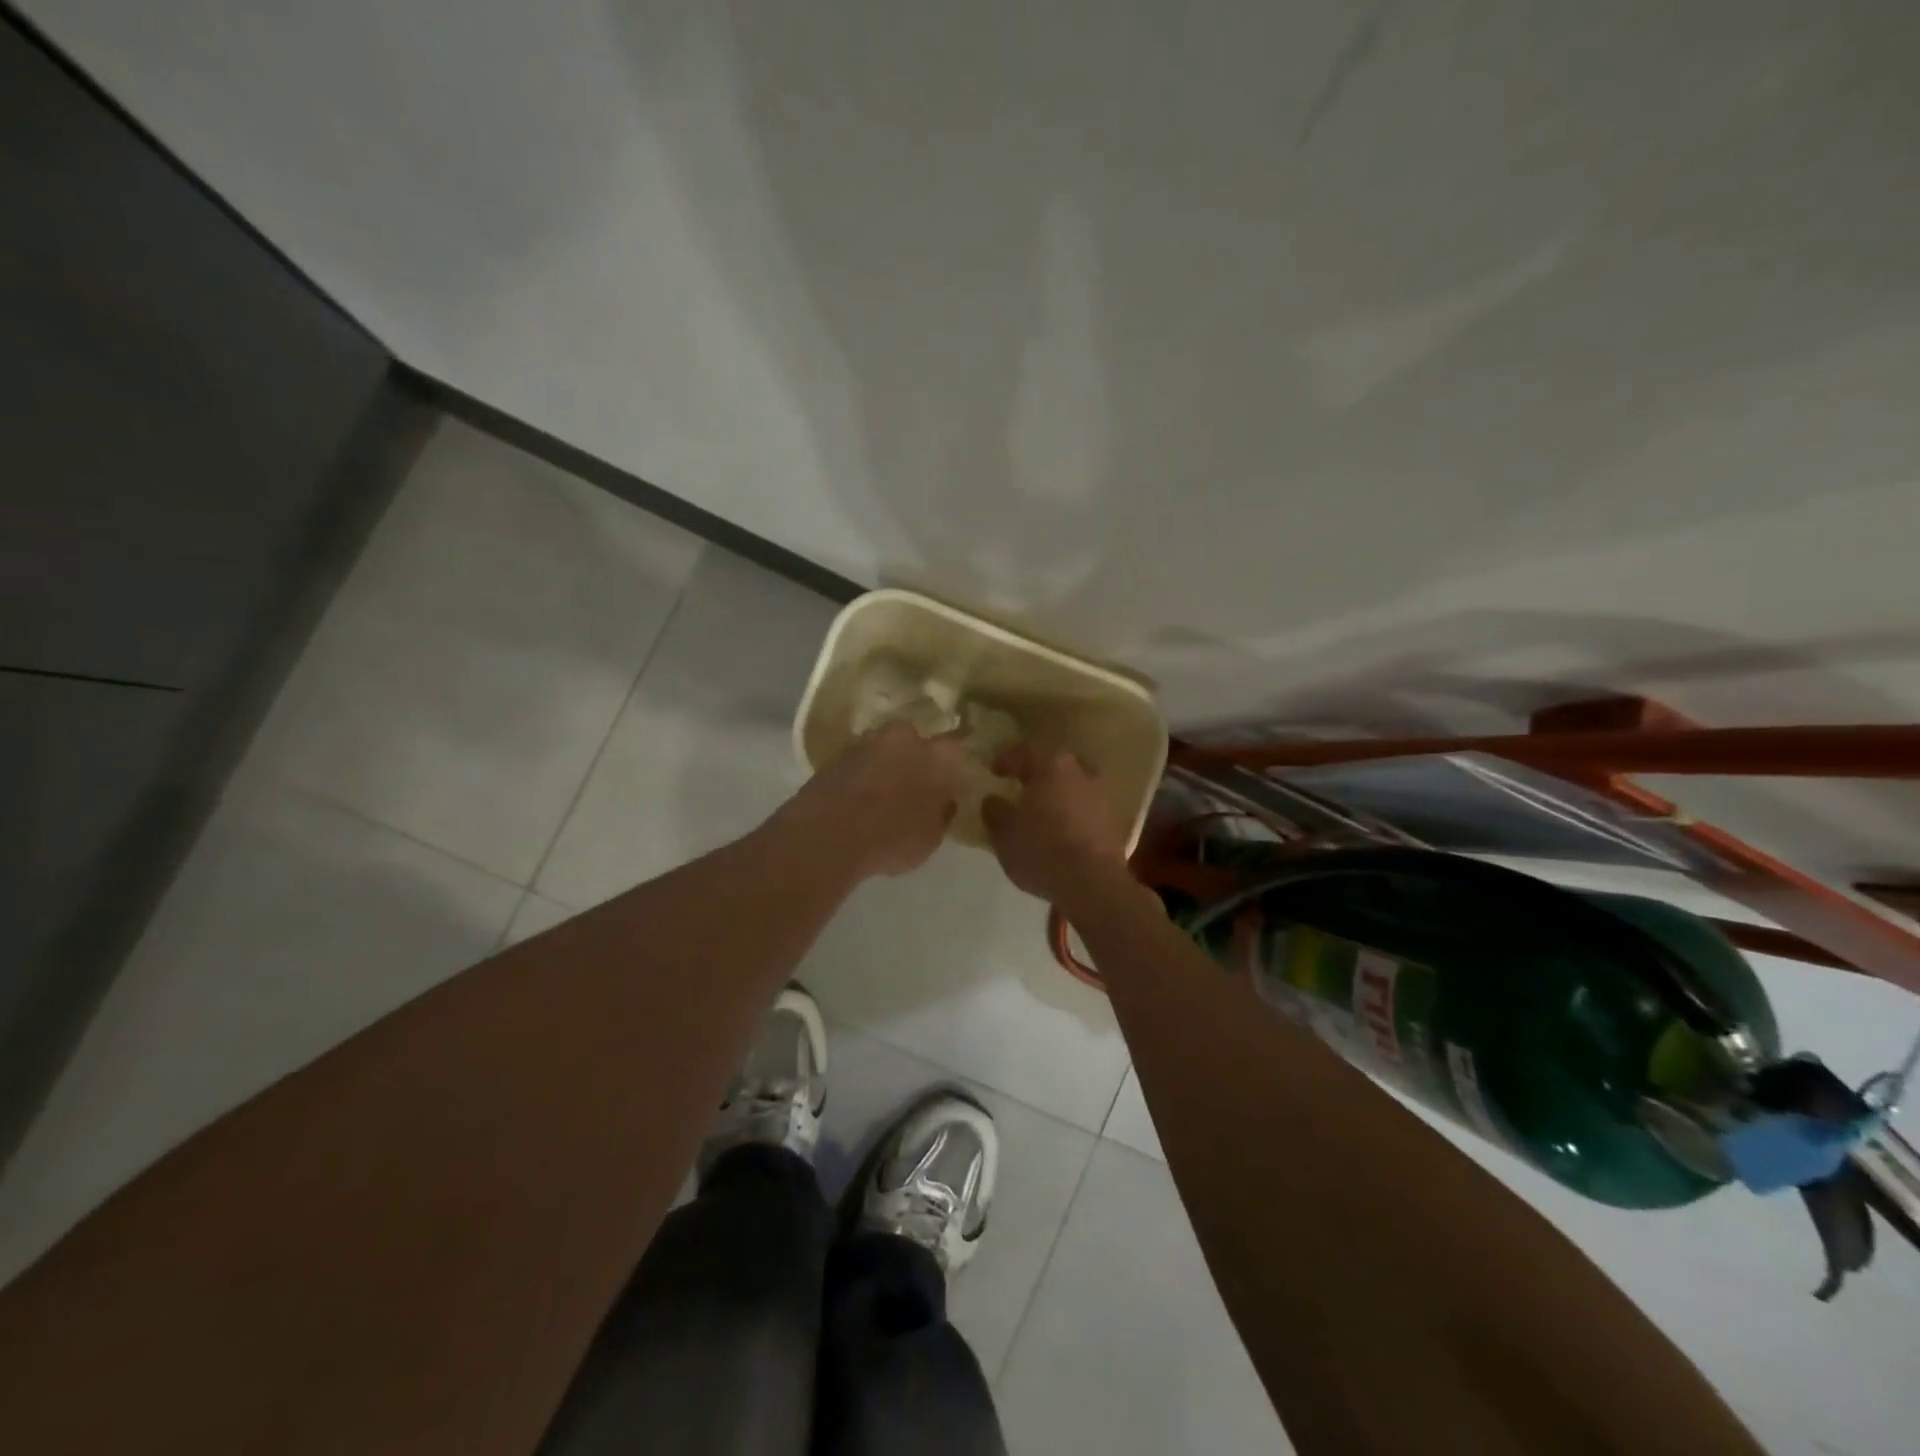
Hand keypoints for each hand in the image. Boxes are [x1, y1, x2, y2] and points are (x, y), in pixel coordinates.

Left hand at [779, 721, 971, 878]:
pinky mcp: (836, 755)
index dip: (951, 767)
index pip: (954, 751)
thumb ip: (942, 813)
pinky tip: (858, 798)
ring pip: (883, 748)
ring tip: (882, 793)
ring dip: (885, 764)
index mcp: (937, 755)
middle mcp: (904, 739)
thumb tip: (944, 801)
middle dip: (914, 757)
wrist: (829, 833)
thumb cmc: (893, 837)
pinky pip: (858, 762)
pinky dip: (861, 774)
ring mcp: (867, 743)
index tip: (948, 783)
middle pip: (914, 741)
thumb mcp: (931, 838)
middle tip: (913, 785)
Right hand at [980, 744, 1130, 907]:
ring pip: (1072, 788)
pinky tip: (1059, 833)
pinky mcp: (1112, 822)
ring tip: (1039, 815)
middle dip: (1036, 777)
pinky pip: (1084, 810)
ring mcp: (1101, 797)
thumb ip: (995, 811)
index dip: (1006, 760)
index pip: (1025, 752)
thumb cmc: (1041, 849)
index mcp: (1051, 766)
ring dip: (1056, 797)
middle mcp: (1080, 773)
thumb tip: (993, 800)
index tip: (994, 771)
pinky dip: (1070, 816)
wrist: (1092, 882)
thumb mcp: (1004, 833)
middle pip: (1053, 767)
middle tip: (1019, 790)